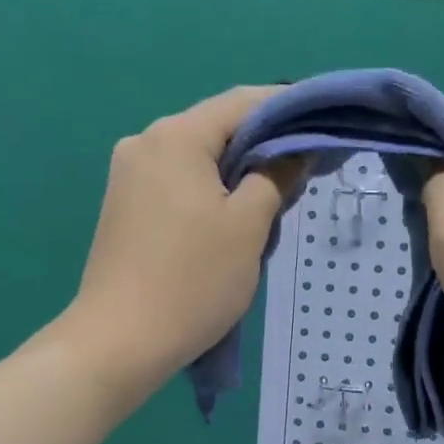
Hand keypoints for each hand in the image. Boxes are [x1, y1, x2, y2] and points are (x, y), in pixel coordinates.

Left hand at [40, 86, 294, 408]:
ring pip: (199, 159)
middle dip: (264, 148)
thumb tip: (294, 152)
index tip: (323, 129)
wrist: (120, 342)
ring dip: (238, 174)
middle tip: (303, 178)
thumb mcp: (248, 227)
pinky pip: (179, 183)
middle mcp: (145, 142)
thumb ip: (276, 177)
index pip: (243, 102)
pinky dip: (211, 192)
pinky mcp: (125, 206)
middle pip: (218, 129)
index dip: (289, 109)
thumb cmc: (193, 280)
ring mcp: (129, 176)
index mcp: (176, 136)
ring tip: (272, 208)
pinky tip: (232, 223)